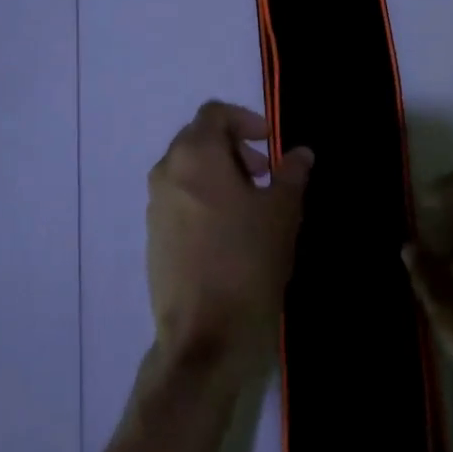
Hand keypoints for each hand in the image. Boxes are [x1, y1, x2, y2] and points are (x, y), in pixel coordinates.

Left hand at [146, 102, 312, 384]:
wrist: (203, 338)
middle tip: (265, 174)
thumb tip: (299, 153)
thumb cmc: (247, 262)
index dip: (245, 120)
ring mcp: (154, 205)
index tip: (271, 143)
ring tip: (252, 205)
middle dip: (234, 147)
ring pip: (188, 170)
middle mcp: (167, 171)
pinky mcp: (153, 236)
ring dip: (220, 174)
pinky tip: (230, 232)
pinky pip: (180, 199)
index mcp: (195, 155)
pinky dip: (204, 198)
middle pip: (199, 138)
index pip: (214, 113)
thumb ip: (291, 174)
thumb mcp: (282, 213)